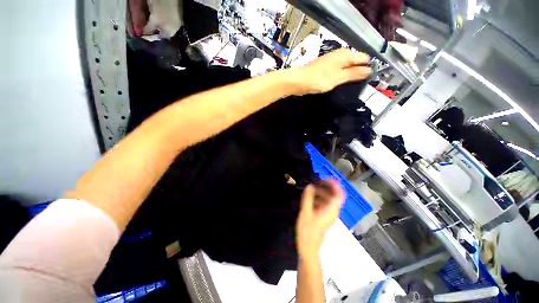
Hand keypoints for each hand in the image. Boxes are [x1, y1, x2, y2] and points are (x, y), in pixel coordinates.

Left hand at [294, 48, 371, 94]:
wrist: (299, 81)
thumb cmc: (319, 79)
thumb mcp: (339, 78)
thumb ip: (354, 74)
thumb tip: (370, 70)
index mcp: (345, 54)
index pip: (364, 58)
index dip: (367, 68)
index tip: (369, 80)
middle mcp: (340, 54)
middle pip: (355, 61)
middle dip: (358, 71)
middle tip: (359, 85)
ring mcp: (332, 60)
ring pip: (346, 66)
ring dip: (349, 75)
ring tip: (350, 86)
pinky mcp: (326, 66)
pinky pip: (338, 70)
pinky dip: (341, 76)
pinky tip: (340, 83)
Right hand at [296, 180, 344, 259]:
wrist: (308, 248)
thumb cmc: (307, 230)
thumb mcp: (305, 212)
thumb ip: (308, 197)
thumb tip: (309, 186)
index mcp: (331, 209)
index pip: (339, 194)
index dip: (334, 184)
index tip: (324, 178)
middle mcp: (333, 211)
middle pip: (334, 195)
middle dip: (325, 186)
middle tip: (314, 182)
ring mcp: (329, 214)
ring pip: (329, 199)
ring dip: (321, 192)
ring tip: (310, 189)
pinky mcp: (325, 217)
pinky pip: (325, 204)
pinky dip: (319, 198)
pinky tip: (310, 198)